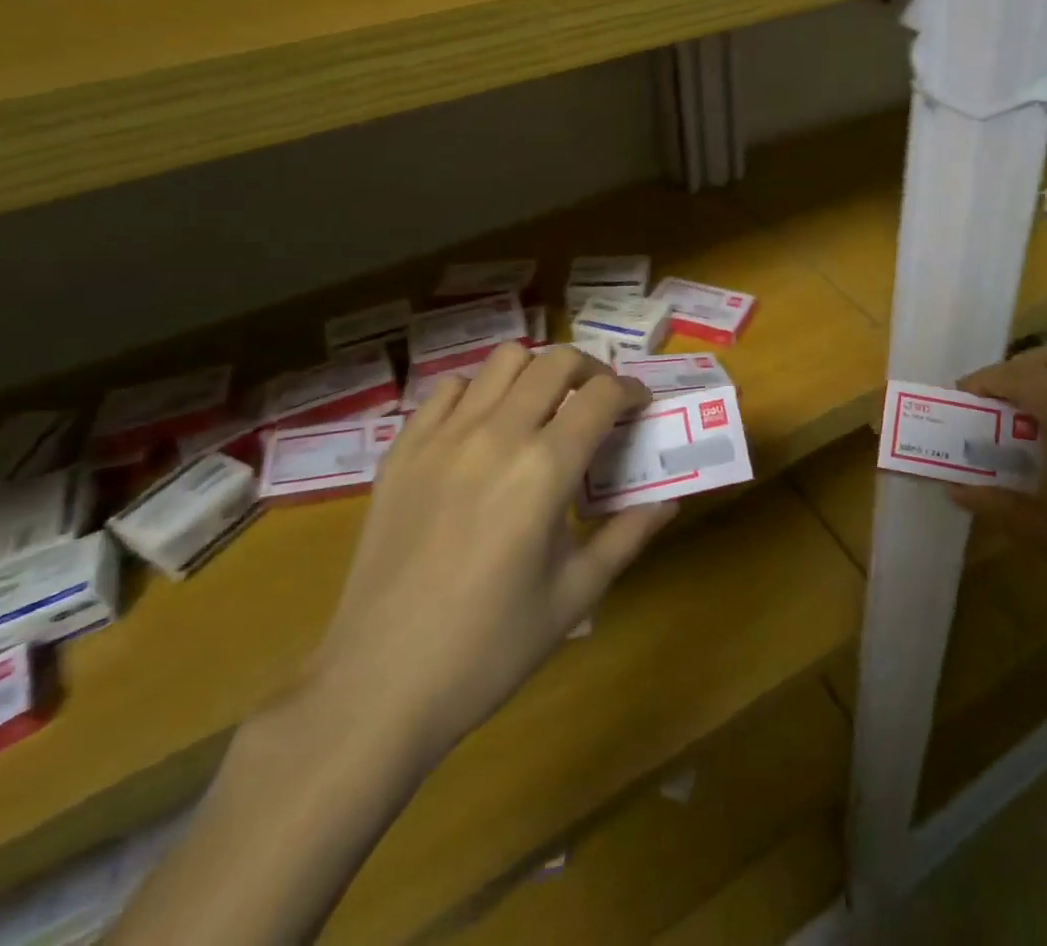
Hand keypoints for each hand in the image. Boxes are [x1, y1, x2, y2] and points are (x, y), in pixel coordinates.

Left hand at [301, 343, 675, 771]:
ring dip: (536, 372)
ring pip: (502, 360)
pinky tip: (484, 428)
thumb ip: (627, 536)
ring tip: (544, 406)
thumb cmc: (489, 648)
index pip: (603, 395)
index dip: (632, 391)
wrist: (379, 686)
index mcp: (545, 469)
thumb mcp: (575, 595)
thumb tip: (668, 501)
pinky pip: (448, 390)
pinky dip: (479, 392)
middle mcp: (496, 435)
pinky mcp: (402, 451)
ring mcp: (443, 437)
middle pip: (556, 361)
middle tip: (599, 401)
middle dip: (591, 370)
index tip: (640, 406)